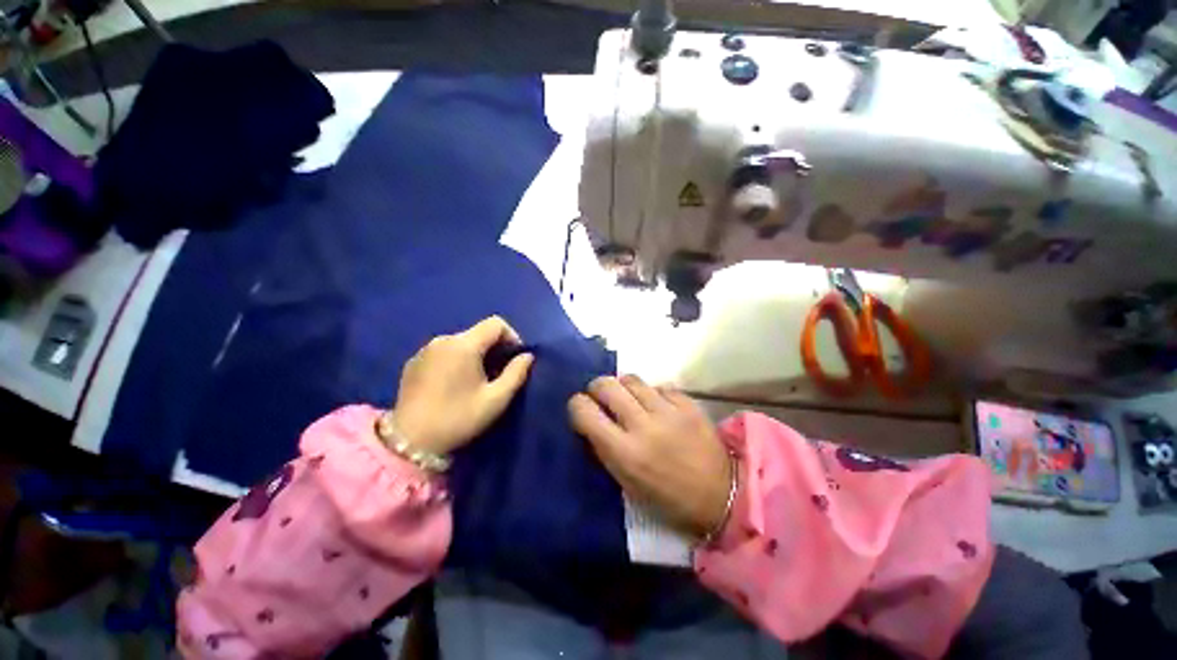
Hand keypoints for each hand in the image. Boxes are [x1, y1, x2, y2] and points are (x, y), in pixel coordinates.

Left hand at [391, 316, 534, 455]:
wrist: (409, 442)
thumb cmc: (458, 418)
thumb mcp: (496, 399)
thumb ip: (516, 373)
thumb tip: (527, 356)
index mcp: (464, 345)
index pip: (496, 323)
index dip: (512, 336)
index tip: (515, 359)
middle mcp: (443, 340)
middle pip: (478, 332)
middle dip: (494, 347)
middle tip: (499, 373)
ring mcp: (425, 350)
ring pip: (461, 342)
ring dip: (475, 354)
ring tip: (477, 379)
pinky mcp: (413, 362)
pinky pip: (443, 351)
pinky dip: (456, 359)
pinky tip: (454, 383)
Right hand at [569, 375, 732, 540]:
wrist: (723, 495)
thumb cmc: (668, 498)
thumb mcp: (627, 483)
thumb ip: (606, 449)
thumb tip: (592, 421)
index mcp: (624, 452)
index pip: (585, 411)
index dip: (577, 405)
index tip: (582, 408)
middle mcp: (643, 425)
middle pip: (607, 385)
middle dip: (598, 388)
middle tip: (602, 397)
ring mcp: (668, 411)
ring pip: (631, 379)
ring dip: (624, 387)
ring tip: (629, 399)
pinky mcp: (688, 403)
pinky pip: (659, 385)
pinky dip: (652, 393)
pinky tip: (658, 406)